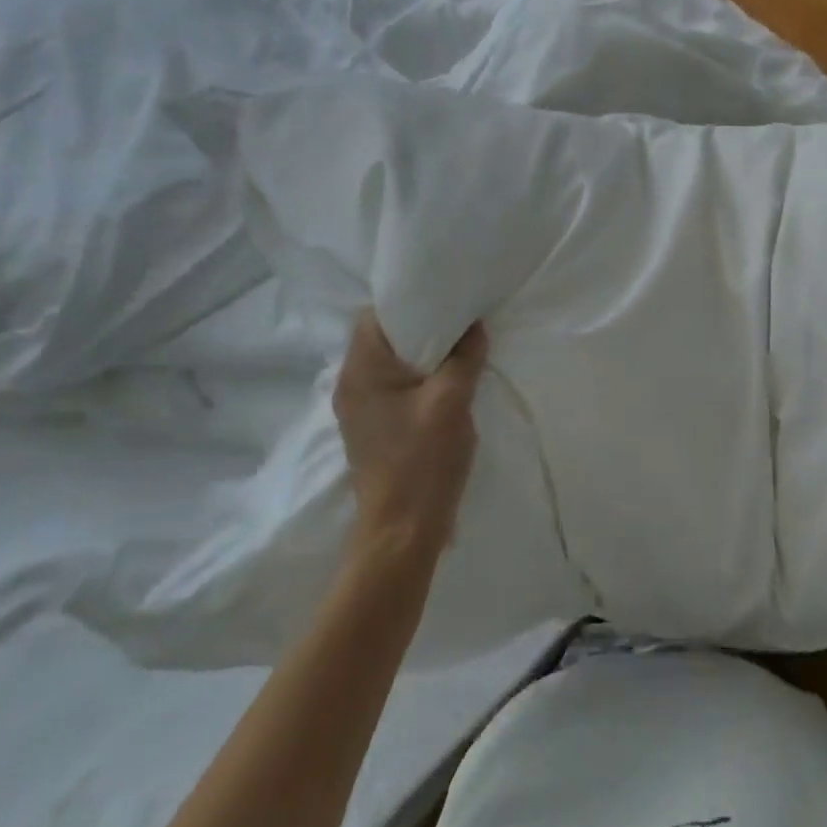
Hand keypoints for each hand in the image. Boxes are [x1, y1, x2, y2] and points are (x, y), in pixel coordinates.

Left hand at [333, 311, 487, 561]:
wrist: (402, 530)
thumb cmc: (424, 461)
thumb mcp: (452, 401)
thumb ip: (464, 358)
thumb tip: (474, 327)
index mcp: (361, 371)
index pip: (376, 315)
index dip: (409, 300)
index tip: (445, 296)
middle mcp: (352, 384)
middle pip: (383, 337)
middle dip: (422, 325)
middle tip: (460, 318)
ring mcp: (361, 409)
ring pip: (392, 363)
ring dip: (423, 353)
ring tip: (460, 346)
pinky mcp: (375, 427)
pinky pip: (395, 386)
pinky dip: (420, 377)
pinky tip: (449, 380)